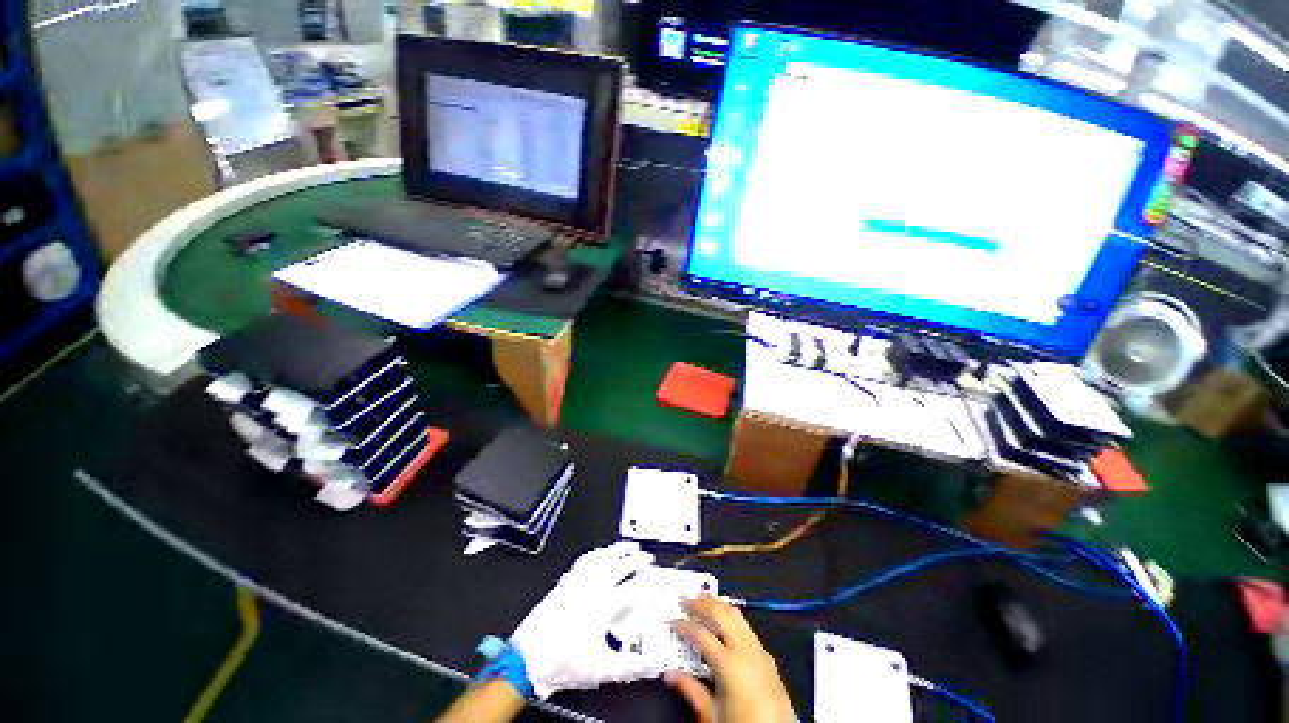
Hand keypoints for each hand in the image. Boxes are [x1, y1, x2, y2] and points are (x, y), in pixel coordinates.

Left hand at [510, 542, 665, 698]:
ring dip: (617, 549)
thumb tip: (651, 666)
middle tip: (647, 556)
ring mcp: (577, 582)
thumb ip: (630, 667)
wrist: (526, 660)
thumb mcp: (600, 670)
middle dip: (637, 558)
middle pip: (620, 565)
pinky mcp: (565, 582)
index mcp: (603, 607)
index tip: (658, 577)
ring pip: (602, 557)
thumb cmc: (560, 664)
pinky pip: (584, 560)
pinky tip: (599, 552)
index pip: (634, 588)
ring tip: (627, 545)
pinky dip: (596, 553)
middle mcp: (592, 588)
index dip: (649, 581)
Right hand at [667, 595, 795, 722]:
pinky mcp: (767, 655)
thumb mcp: (712, 716)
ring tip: (702, 599)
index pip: (701, 635)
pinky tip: (722, 618)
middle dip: (702, 603)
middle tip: (685, 598)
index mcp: (730, 665)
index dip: (684, 625)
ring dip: (717, 604)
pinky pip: (745, 625)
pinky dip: (730, 615)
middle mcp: (746, 650)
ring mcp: (759, 650)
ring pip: (735, 614)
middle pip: (721, 614)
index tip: (672, 620)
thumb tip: (670, 675)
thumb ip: (691, 691)